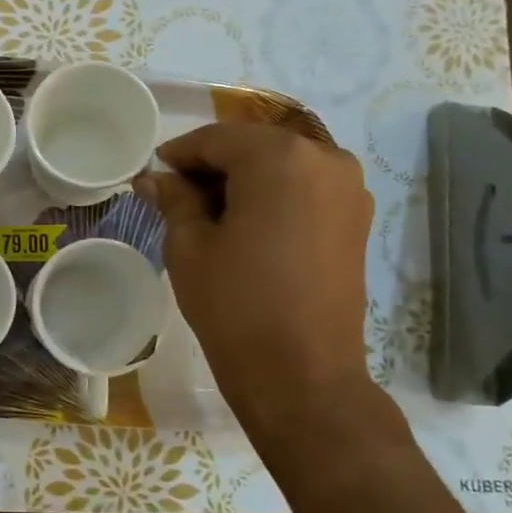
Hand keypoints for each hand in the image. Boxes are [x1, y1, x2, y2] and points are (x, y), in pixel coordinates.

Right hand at [136, 122, 384, 460]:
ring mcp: (348, 189)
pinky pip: (305, 188)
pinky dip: (273, 194)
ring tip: (210, 212)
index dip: (180, 153)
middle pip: (254, 146)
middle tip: (177, 193)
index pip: (217, 138)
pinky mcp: (357, 219)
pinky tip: (246, 224)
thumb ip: (174, 199)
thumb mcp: (189, 246)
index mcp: (279, 157)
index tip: (154, 172)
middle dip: (213, 164)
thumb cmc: (235, 303)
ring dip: (245, 179)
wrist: (302, 374)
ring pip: (282, 165)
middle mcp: (324, 158)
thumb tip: (155, 177)